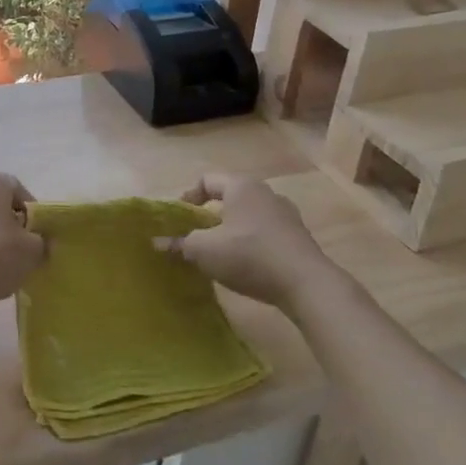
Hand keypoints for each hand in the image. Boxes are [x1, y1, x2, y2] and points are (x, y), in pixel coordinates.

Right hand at [171, 174, 335, 311]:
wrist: (307, 284)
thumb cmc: (249, 256)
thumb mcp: (205, 251)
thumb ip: (180, 244)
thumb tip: (158, 243)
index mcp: (241, 186)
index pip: (207, 180)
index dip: (188, 197)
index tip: (179, 219)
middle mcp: (265, 192)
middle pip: (228, 197)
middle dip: (209, 216)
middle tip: (195, 237)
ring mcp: (285, 214)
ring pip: (248, 215)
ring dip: (230, 230)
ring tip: (219, 253)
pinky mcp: (298, 237)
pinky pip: (265, 232)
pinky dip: (250, 243)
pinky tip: (245, 266)